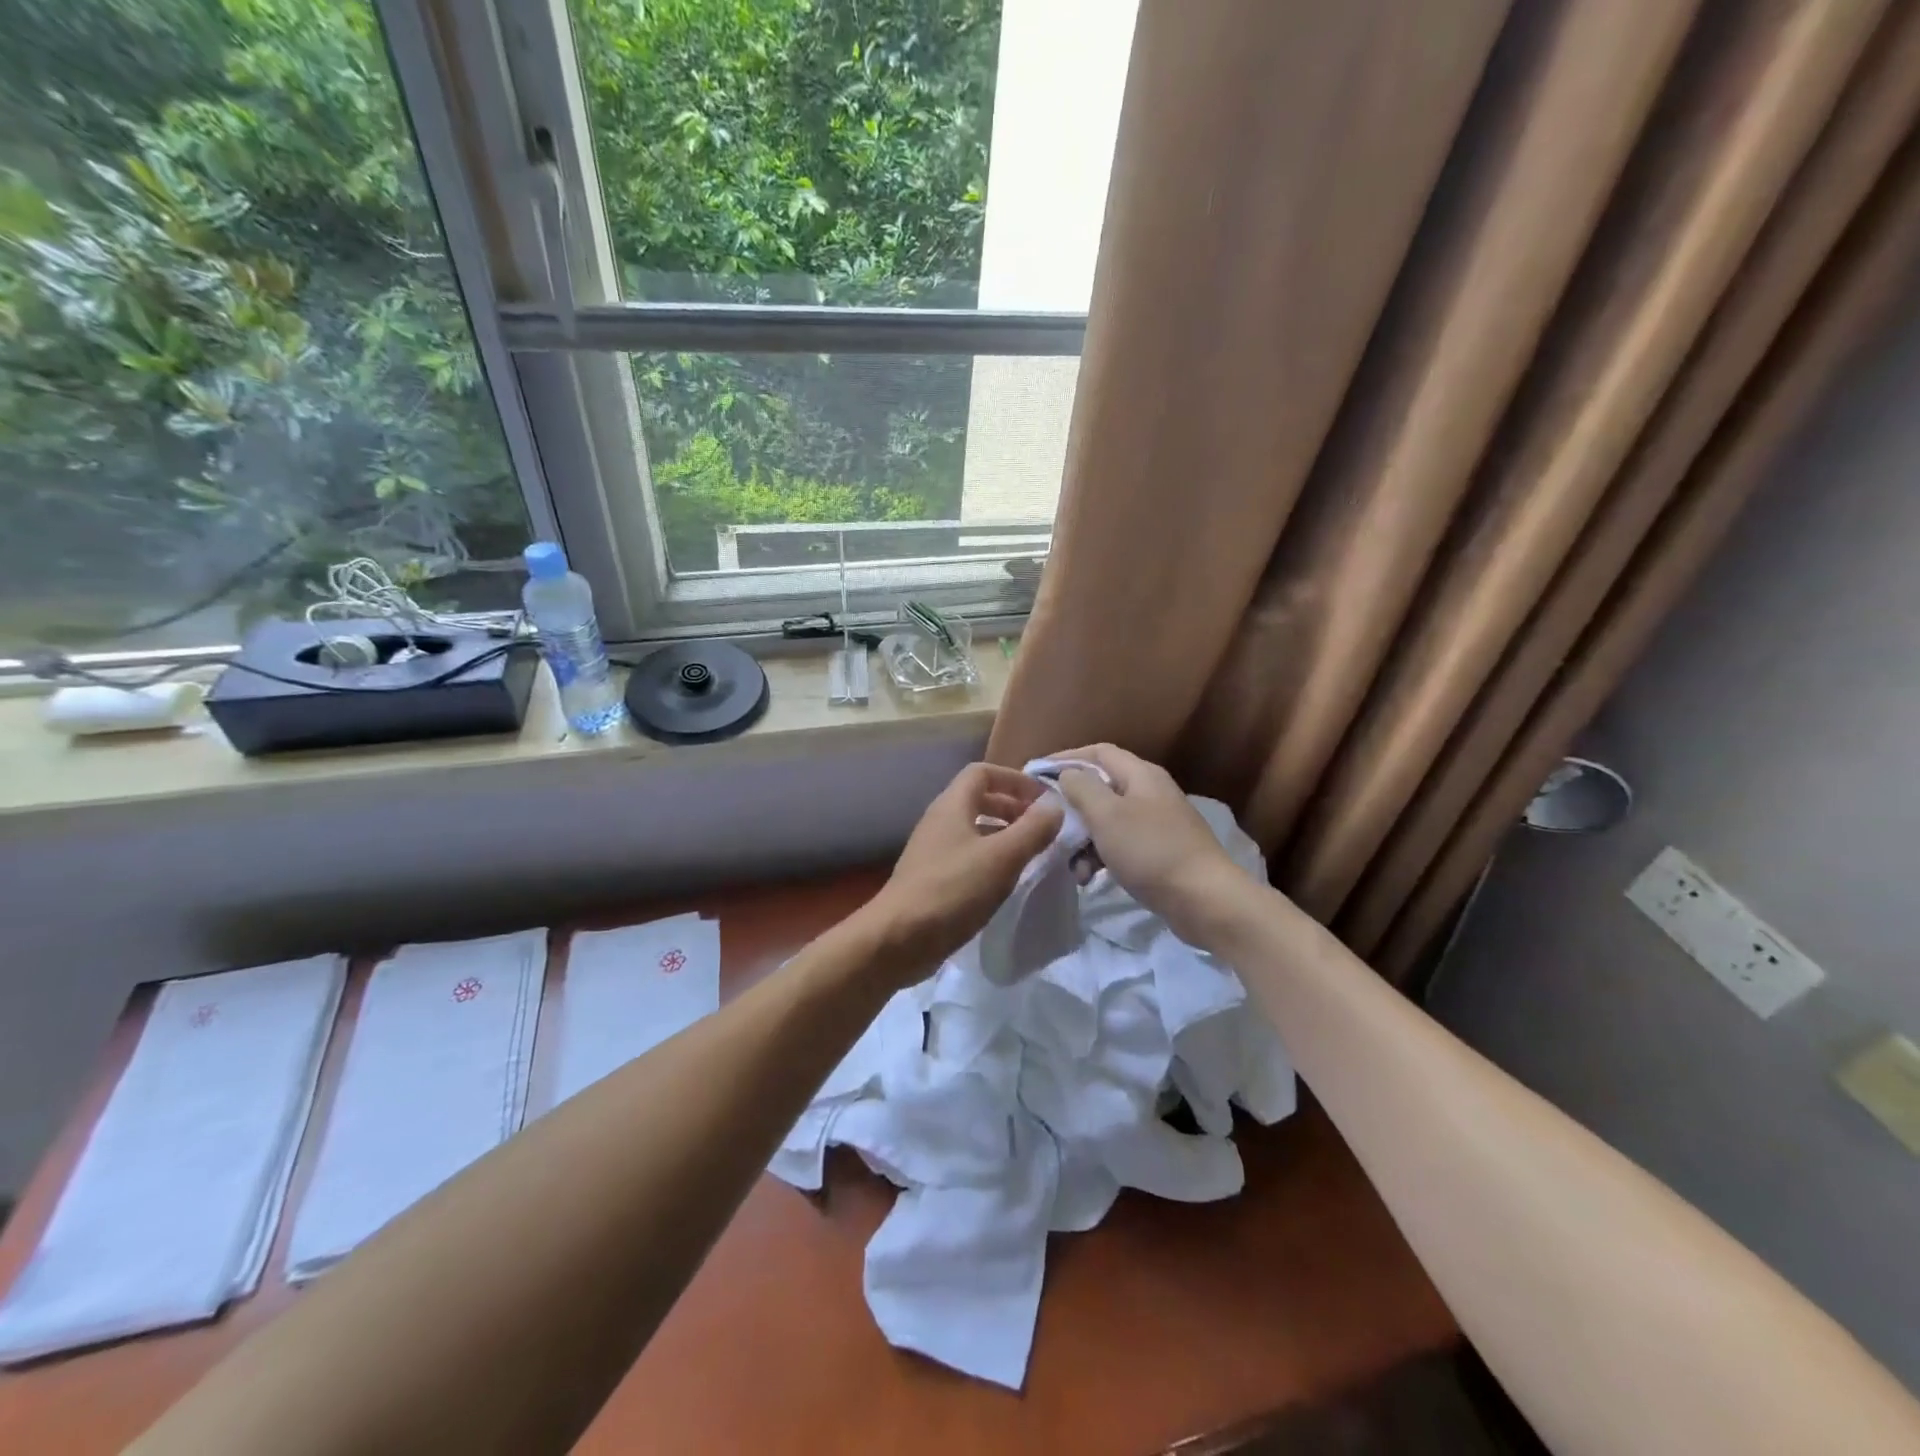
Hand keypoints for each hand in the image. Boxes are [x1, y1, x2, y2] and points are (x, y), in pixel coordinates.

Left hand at [859, 762, 1062, 984]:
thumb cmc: (952, 890)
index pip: (983, 772)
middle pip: (979, 799)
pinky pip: (967, 856)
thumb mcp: (1002, 857)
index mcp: (952, 805)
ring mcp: (933, 850)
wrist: (898, 939)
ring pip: (974, 829)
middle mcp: (940, 821)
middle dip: (1013, 807)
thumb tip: (1055, 807)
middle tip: (1042, 828)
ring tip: (1031, 854)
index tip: (1044, 800)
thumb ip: (1032, 829)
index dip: (1015, 780)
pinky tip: (1007, 881)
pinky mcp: (933, 878)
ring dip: (1004, 835)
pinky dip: (991, 859)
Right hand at [1052, 743, 1253, 942]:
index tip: (1035, 774)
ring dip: (1083, 839)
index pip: (1098, 752)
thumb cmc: (1150, 851)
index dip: (1065, 758)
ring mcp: (1157, 824)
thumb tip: (1067, 775)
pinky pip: (1120, 845)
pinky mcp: (1159, 852)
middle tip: (1047, 824)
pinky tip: (1089, 878)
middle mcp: (1149, 792)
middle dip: (1072, 806)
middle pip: (1101, 787)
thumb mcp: (1106, 815)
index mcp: (1140, 775)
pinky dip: (1100, 857)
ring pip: (1107, 821)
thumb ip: (1081, 788)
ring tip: (1070, 864)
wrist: (1205, 900)